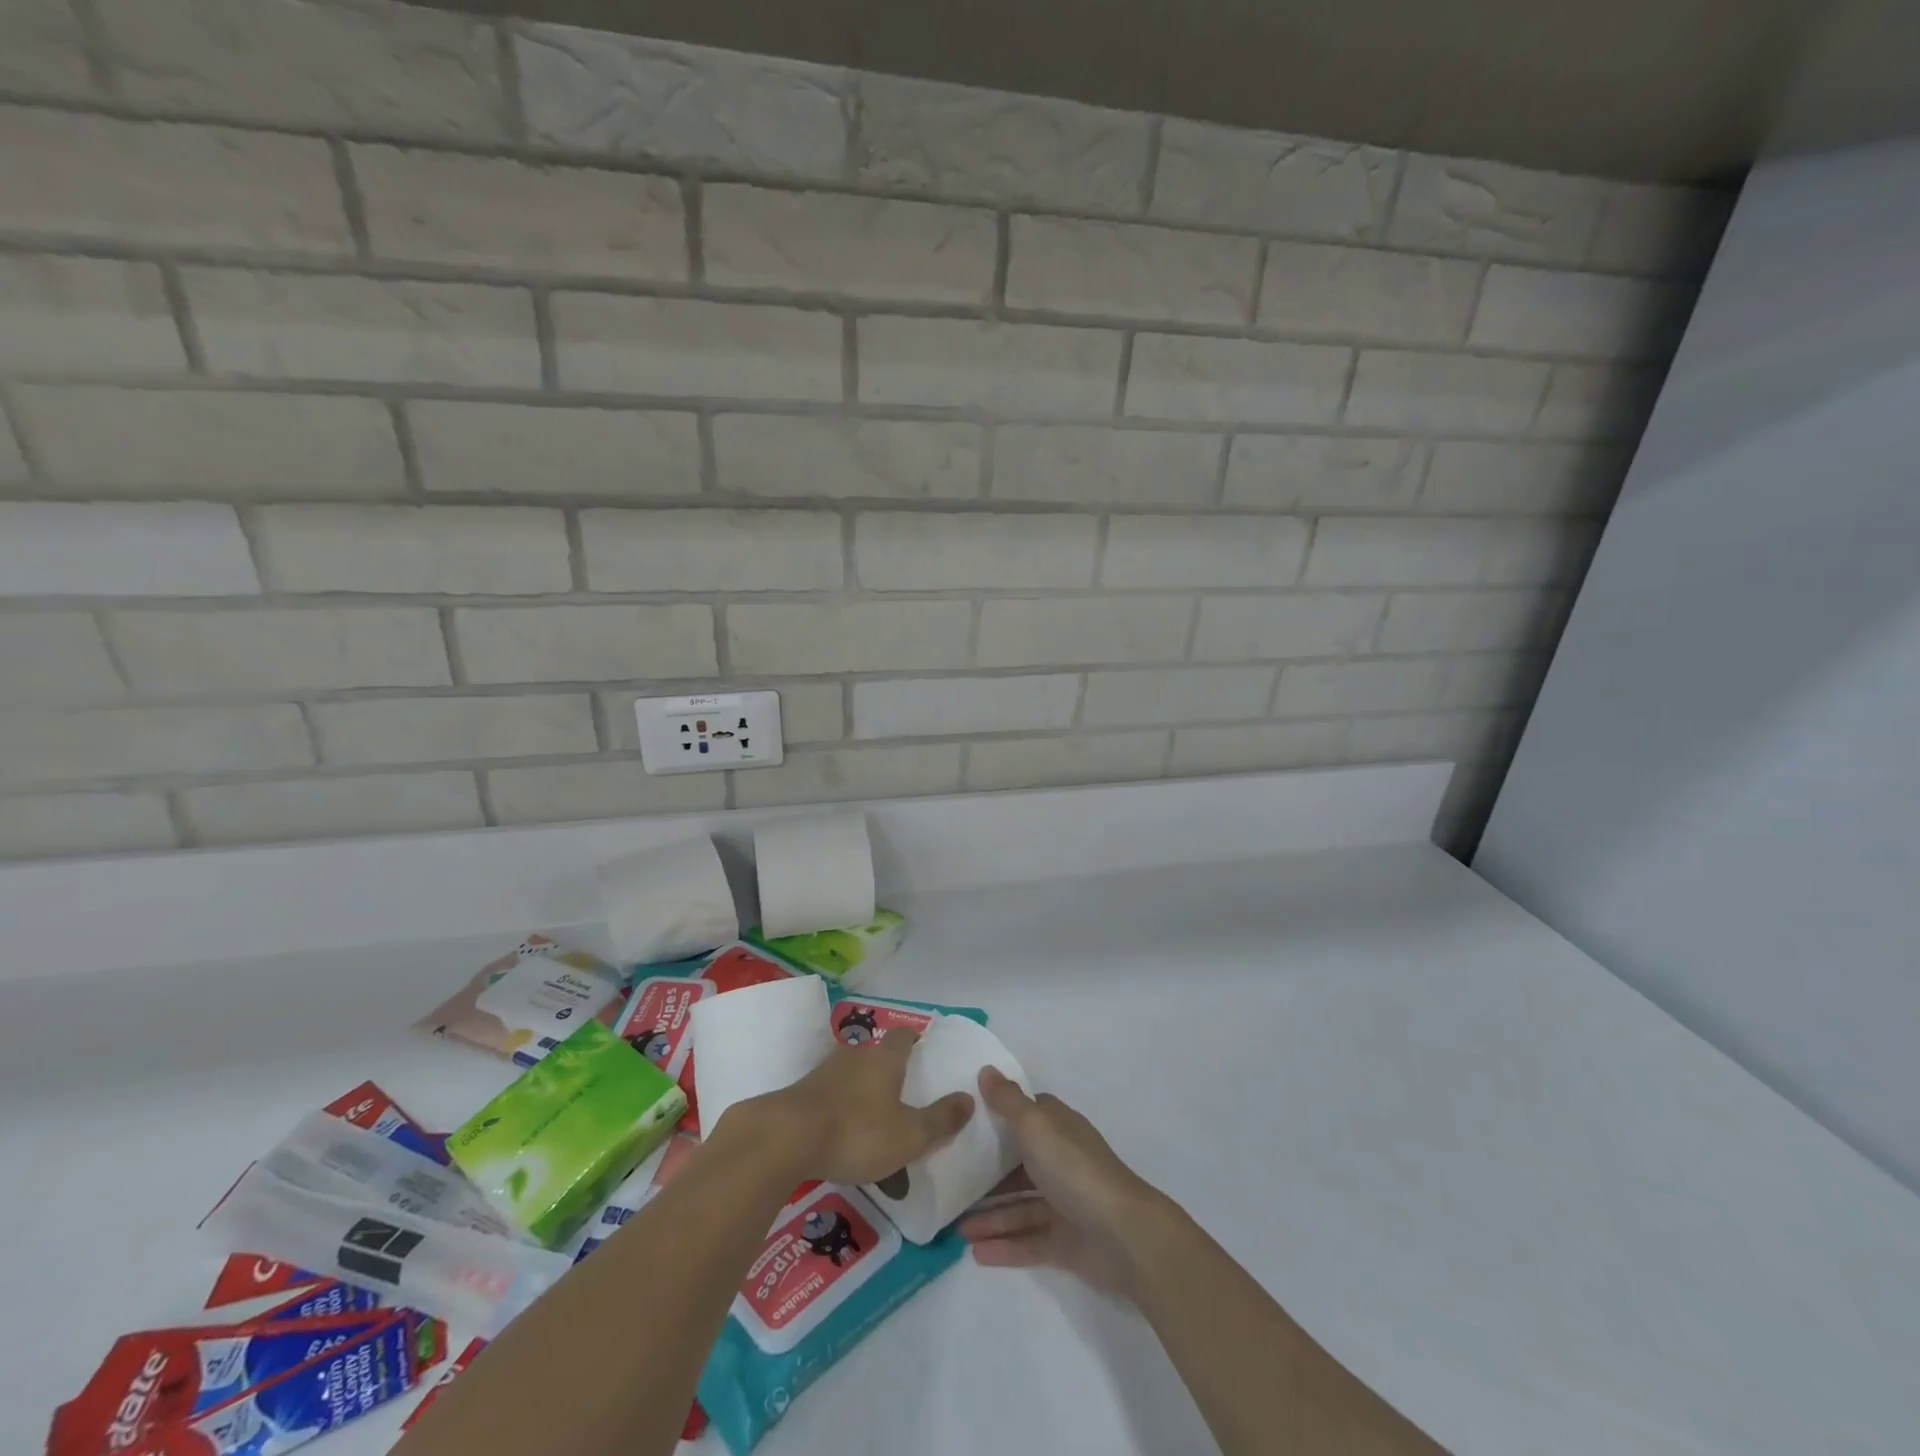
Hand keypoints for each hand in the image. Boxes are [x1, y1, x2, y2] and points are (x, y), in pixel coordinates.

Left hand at [750, 1030, 974, 1186]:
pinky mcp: (801, 1093)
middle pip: (877, 1053)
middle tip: (901, 1092)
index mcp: (885, 1058)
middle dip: (889, 1068)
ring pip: (851, 1073)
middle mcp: (855, 1055)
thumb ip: (941, 1120)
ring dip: (862, 1089)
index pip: (904, 1036)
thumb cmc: (856, 1132)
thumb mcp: (909, 1135)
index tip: (923, 1051)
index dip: (915, 1041)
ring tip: (872, 1117)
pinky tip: (841, 1131)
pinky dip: (839, 1107)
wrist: (784, 1138)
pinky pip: (829, 1094)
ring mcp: (824, 1072)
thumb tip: (969, 1098)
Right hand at [959, 1069, 1168, 1296]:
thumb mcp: (1035, 1125)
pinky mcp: (1066, 1240)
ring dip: (990, 1214)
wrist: (1123, 1234)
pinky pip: (1028, 1239)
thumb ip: (1008, 1101)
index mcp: (1058, 1129)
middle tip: (951, 1178)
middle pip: (1019, 1162)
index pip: (1028, 1114)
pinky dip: (1004, 1244)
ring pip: (1020, 1205)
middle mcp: (1061, 1161)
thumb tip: (986, 1069)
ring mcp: (1064, 1202)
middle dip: (988, 1171)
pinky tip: (975, 1252)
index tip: (968, 1118)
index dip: (1001, 1113)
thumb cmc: (1075, 1169)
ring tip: (954, 1227)